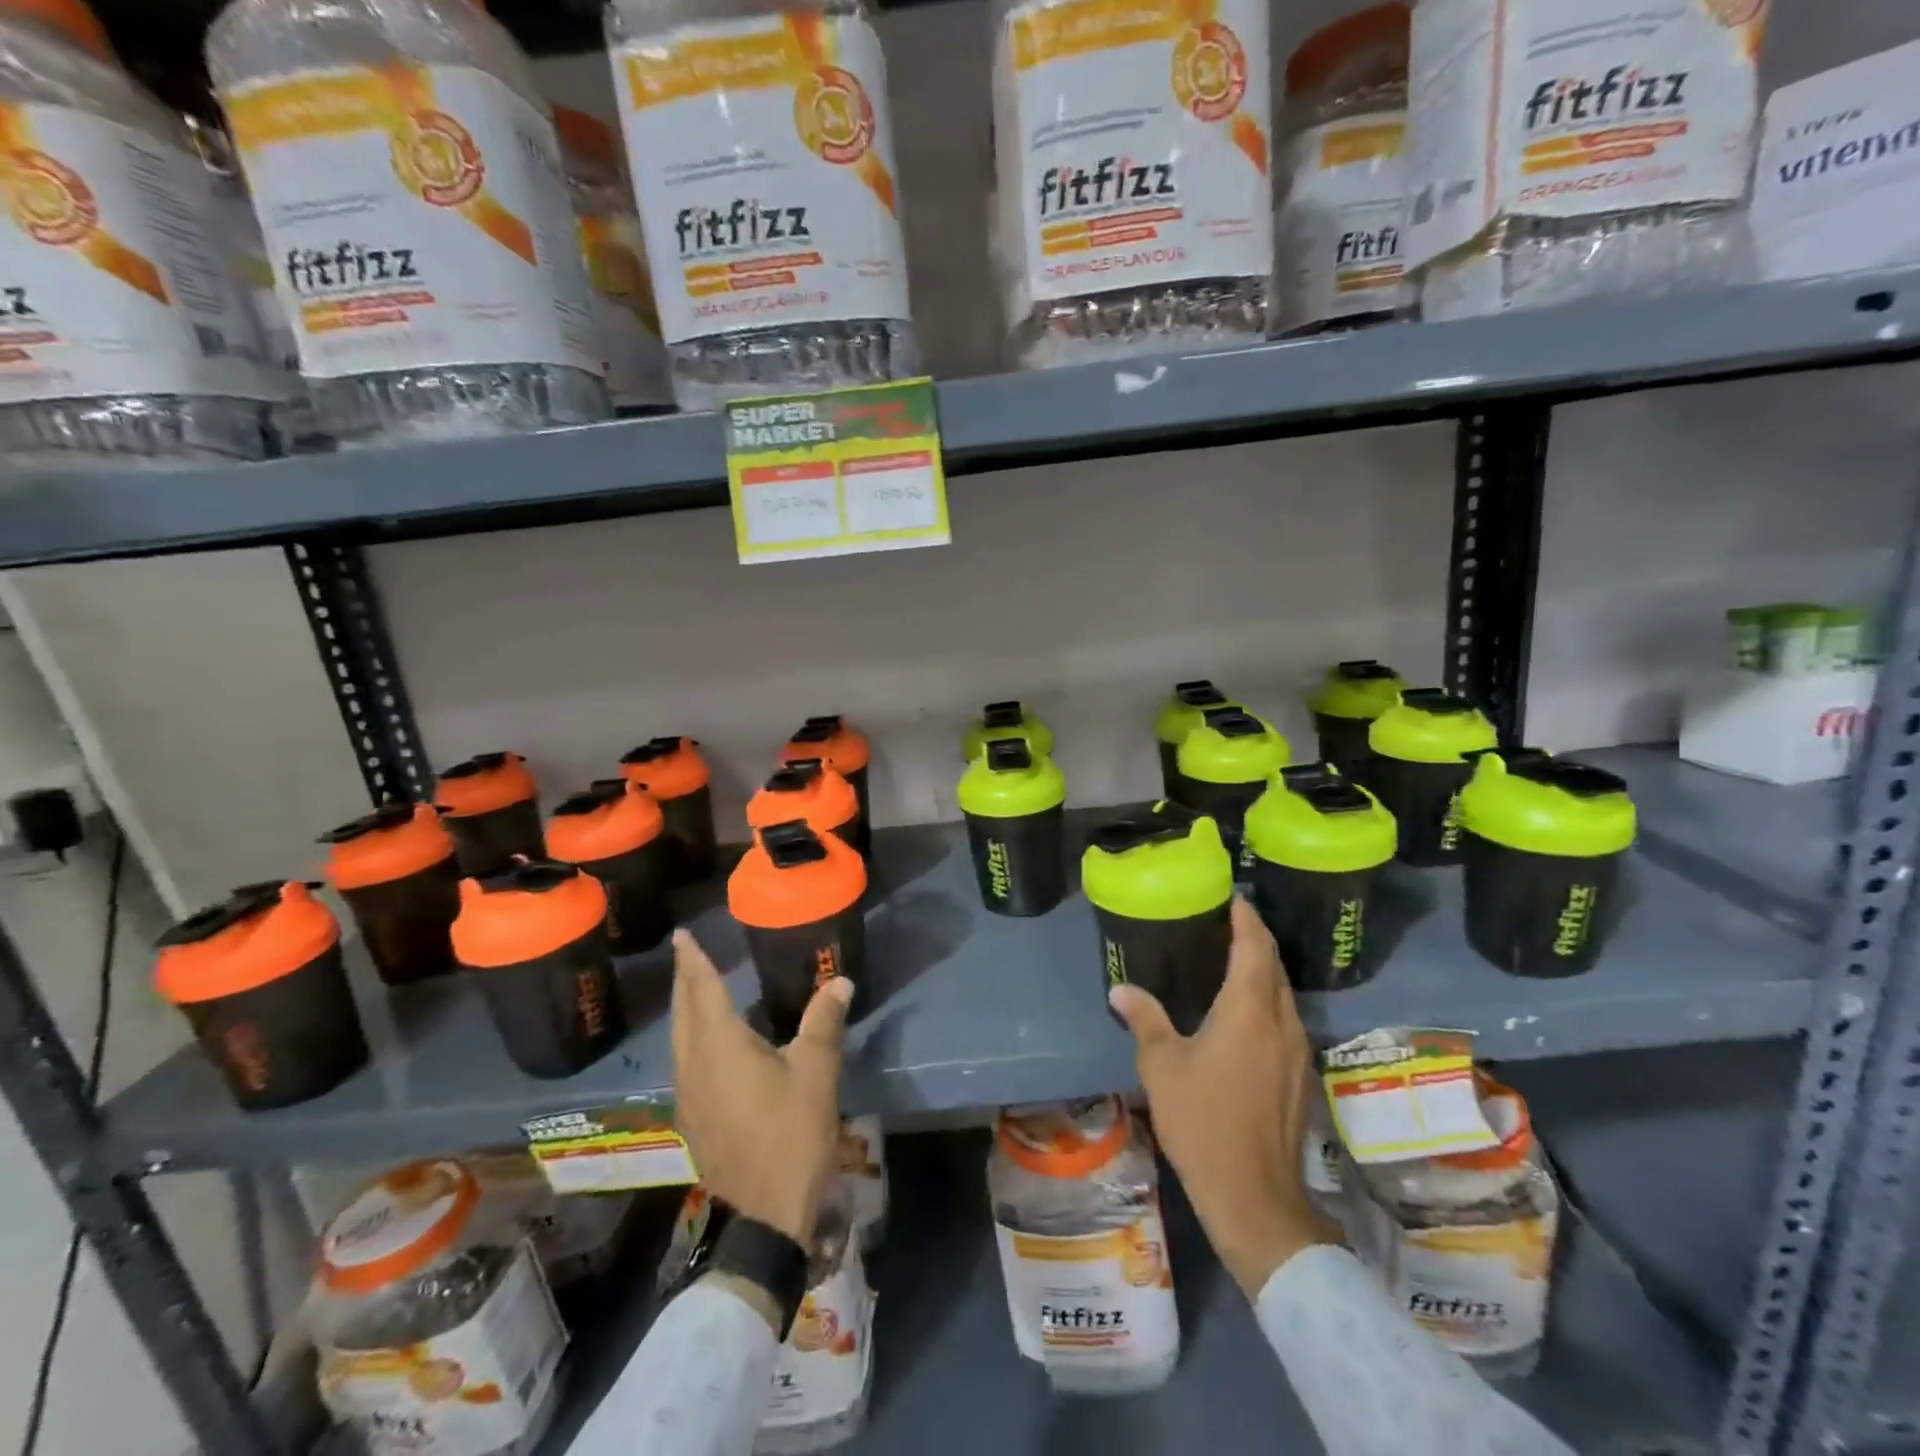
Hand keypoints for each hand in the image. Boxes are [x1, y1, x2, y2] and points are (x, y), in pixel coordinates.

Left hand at [670, 928, 851, 1246]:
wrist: (766, 1213)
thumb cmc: (792, 1132)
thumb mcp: (816, 1071)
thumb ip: (823, 1021)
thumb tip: (839, 981)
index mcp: (720, 1046)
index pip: (703, 990)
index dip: (693, 961)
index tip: (682, 936)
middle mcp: (694, 1065)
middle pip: (683, 1013)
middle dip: (686, 981)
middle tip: (688, 955)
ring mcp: (688, 1096)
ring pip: (679, 1039)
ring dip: (686, 1010)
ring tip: (696, 990)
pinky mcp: (693, 1119)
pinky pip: (684, 1062)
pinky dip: (691, 1038)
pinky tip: (707, 1043)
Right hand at [1109, 897, 1322, 1297]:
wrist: (1253, 1196)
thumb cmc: (1203, 1120)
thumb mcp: (1162, 1066)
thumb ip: (1145, 1019)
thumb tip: (1121, 989)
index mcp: (1248, 1010)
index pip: (1254, 947)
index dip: (1246, 919)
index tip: (1234, 898)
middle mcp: (1281, 1022)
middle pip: (1274, 967)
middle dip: (1255, 941)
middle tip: (1228, 923)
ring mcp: (1297, 1051)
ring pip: (1284, 995)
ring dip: (1264, 972)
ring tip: (1233, 960)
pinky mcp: (1300, 1077)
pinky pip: (1286, 1020)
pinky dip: (1268, 1001)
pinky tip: (1245, 1013)